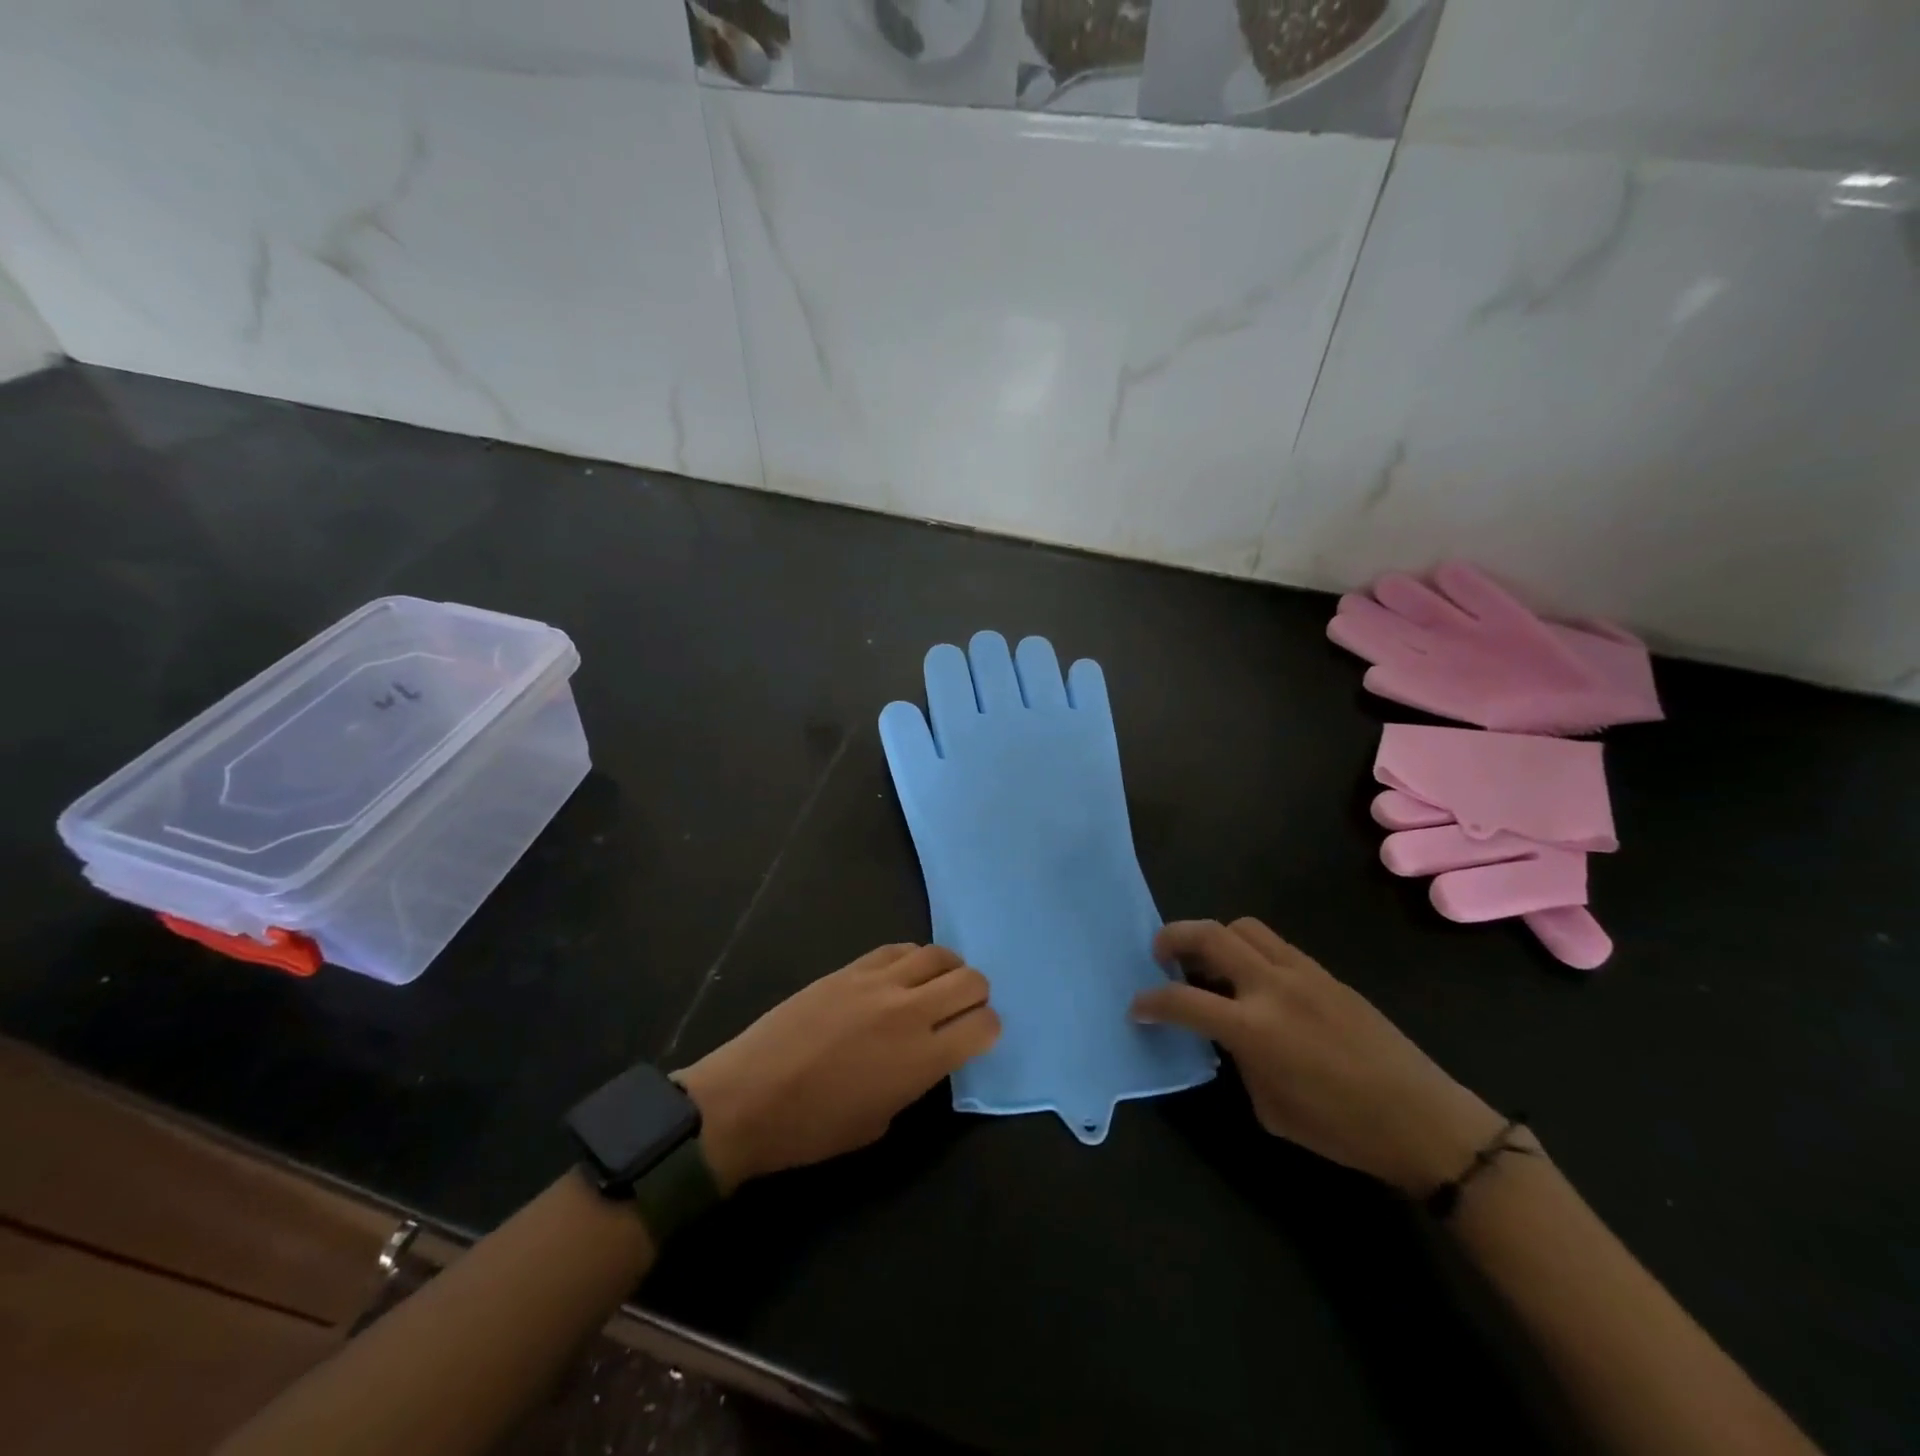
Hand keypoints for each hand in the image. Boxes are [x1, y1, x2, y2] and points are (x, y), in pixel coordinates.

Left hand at [675, 944, 999, 1191]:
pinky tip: (904, 974)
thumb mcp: (881, 1121)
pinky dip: (912, 959)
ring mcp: (878, 982)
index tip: (979, 1037)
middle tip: (963, 1009)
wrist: (748, 1097)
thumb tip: (929, 1054)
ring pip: (938, 954)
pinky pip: (898, 948)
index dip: (989, 1030)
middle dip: (977, 995)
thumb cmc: (813, 1128)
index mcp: (921, 1059)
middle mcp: (909, 1011)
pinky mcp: (850, 967)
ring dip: (948, 970)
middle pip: (971, 980)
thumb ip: (917, 1081)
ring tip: (937, 986)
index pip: (984, 1025)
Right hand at [1130, 919, 1504, 1193]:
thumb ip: (1238, 1061)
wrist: (1423, 1120)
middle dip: (1173, 937)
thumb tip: (1226, 1037)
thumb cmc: (1342, 1129)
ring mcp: (1302, 972)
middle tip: (1159, 954)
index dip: (1151, 1001)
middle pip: (1209, 936)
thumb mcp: (1270, 1108)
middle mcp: (1272, 987)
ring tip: (1207, 963)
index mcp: (1254, 1029)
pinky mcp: (1324, 972)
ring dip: (1214, 937)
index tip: (1137, 1007)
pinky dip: (1248, 950)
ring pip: (1242, 927)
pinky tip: (1252, 979)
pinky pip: (1274, 944)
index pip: (1183, 999)